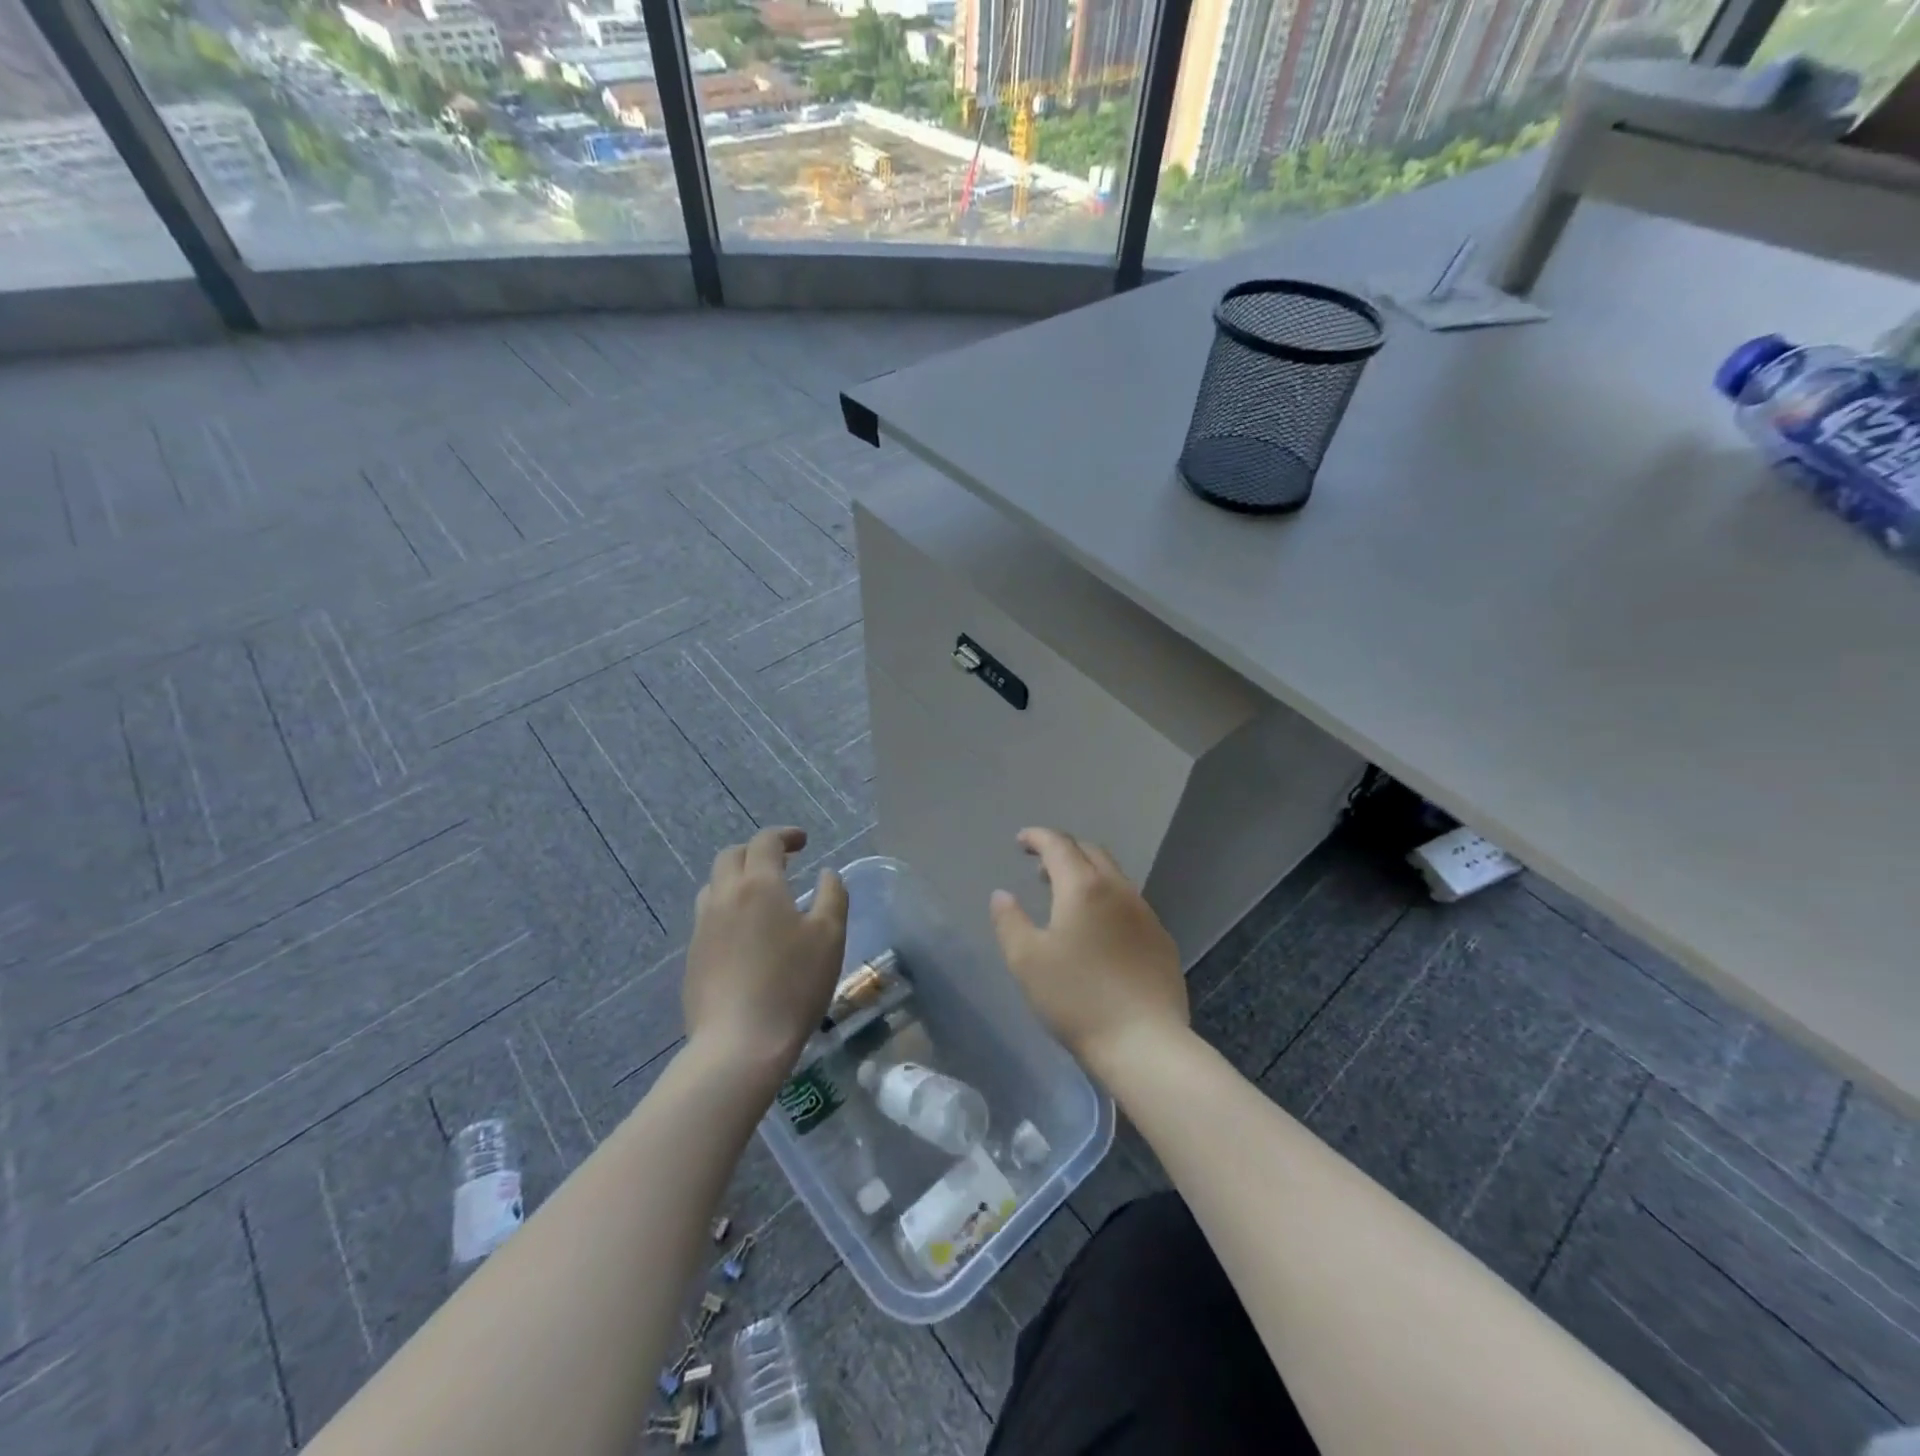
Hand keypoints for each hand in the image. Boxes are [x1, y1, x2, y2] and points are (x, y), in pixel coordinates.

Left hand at [684, 827, 847, 1075]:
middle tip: (783, 864)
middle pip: (731, 856)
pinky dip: (728, 909)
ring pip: (714, 886)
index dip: (785, 835)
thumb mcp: (830, 936)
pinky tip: (746, 936)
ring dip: (738, 879)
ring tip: (762, 898)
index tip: (804, 843)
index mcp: (759, 885)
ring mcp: (702, 928)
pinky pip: (708, 917)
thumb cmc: (793, 984)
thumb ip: (832, 895)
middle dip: (756, 852)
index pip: (765, 842)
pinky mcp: (693, 957)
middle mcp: (724, 897)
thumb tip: (826, 873)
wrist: (739, 1044)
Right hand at [989, 828, 1186, 1076]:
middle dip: (1064, 851)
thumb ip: (1010, 921)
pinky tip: (1100, 932)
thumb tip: (1002, 895)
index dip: (1037, 837)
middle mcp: (1119, 890)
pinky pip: (1130, 904)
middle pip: (1091, 853)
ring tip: (1067, 898)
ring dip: (1087, 875)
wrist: (1144, 1042)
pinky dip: (1108, 900)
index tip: (1021, 842)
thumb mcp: (1026, 961)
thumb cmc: (1077, 999)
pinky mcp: (1162, 940)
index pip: (1059, 845)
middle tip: (1041, 868)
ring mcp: (1146, 914)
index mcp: (1083, 888)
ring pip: (1114, 877)